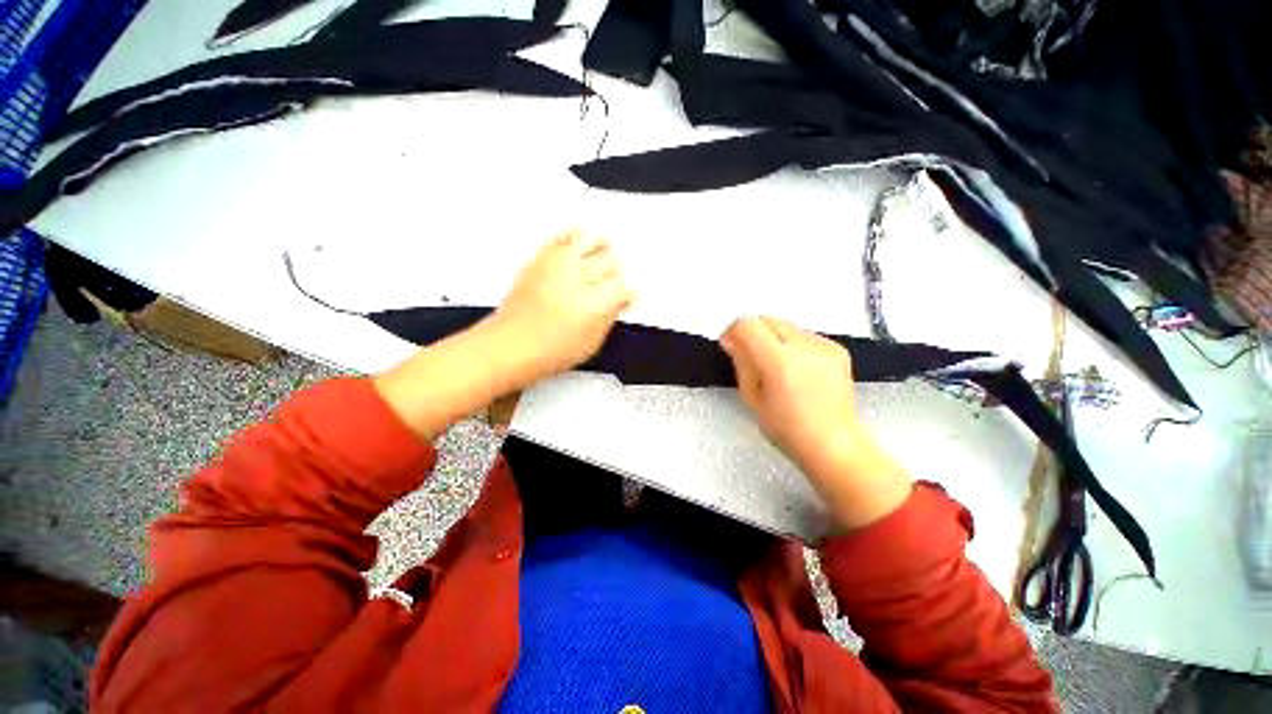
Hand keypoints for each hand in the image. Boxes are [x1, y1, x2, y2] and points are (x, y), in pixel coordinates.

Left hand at [374, 230, 632, 440]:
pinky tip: (575, 252)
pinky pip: (564, 237)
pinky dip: (574, 241)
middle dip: (614, 273)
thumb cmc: (549, 351)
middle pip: (611, 260)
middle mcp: (580, 277)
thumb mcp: (591, 344)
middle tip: (609, 284)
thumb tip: (617, 303)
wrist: (510, 345)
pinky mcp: (541, 258)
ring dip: (599, 249)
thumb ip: (609, 319)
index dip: (626, 295)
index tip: (623, 300)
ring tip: (597, 260)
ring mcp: (559, 264)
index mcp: (597, 302)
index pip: (624, 287)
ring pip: (592, 239)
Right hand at [720, 316, 911, 528]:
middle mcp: (805, 346)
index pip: (748, 325)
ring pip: (785, 326)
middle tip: (750, 357)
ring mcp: (824, 345)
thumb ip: (741, 363)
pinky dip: (792, 345)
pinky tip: (797, 370)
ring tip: (776, 367)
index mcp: (780, 362)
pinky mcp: (837, 349)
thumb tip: (731, 340)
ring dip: (772, 338)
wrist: (834, 445)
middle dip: (752, 333)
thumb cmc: (786, 429)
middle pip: (767, 319)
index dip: (733, 331)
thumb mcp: (752, 398)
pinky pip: (804, 335)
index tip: (730, 347)